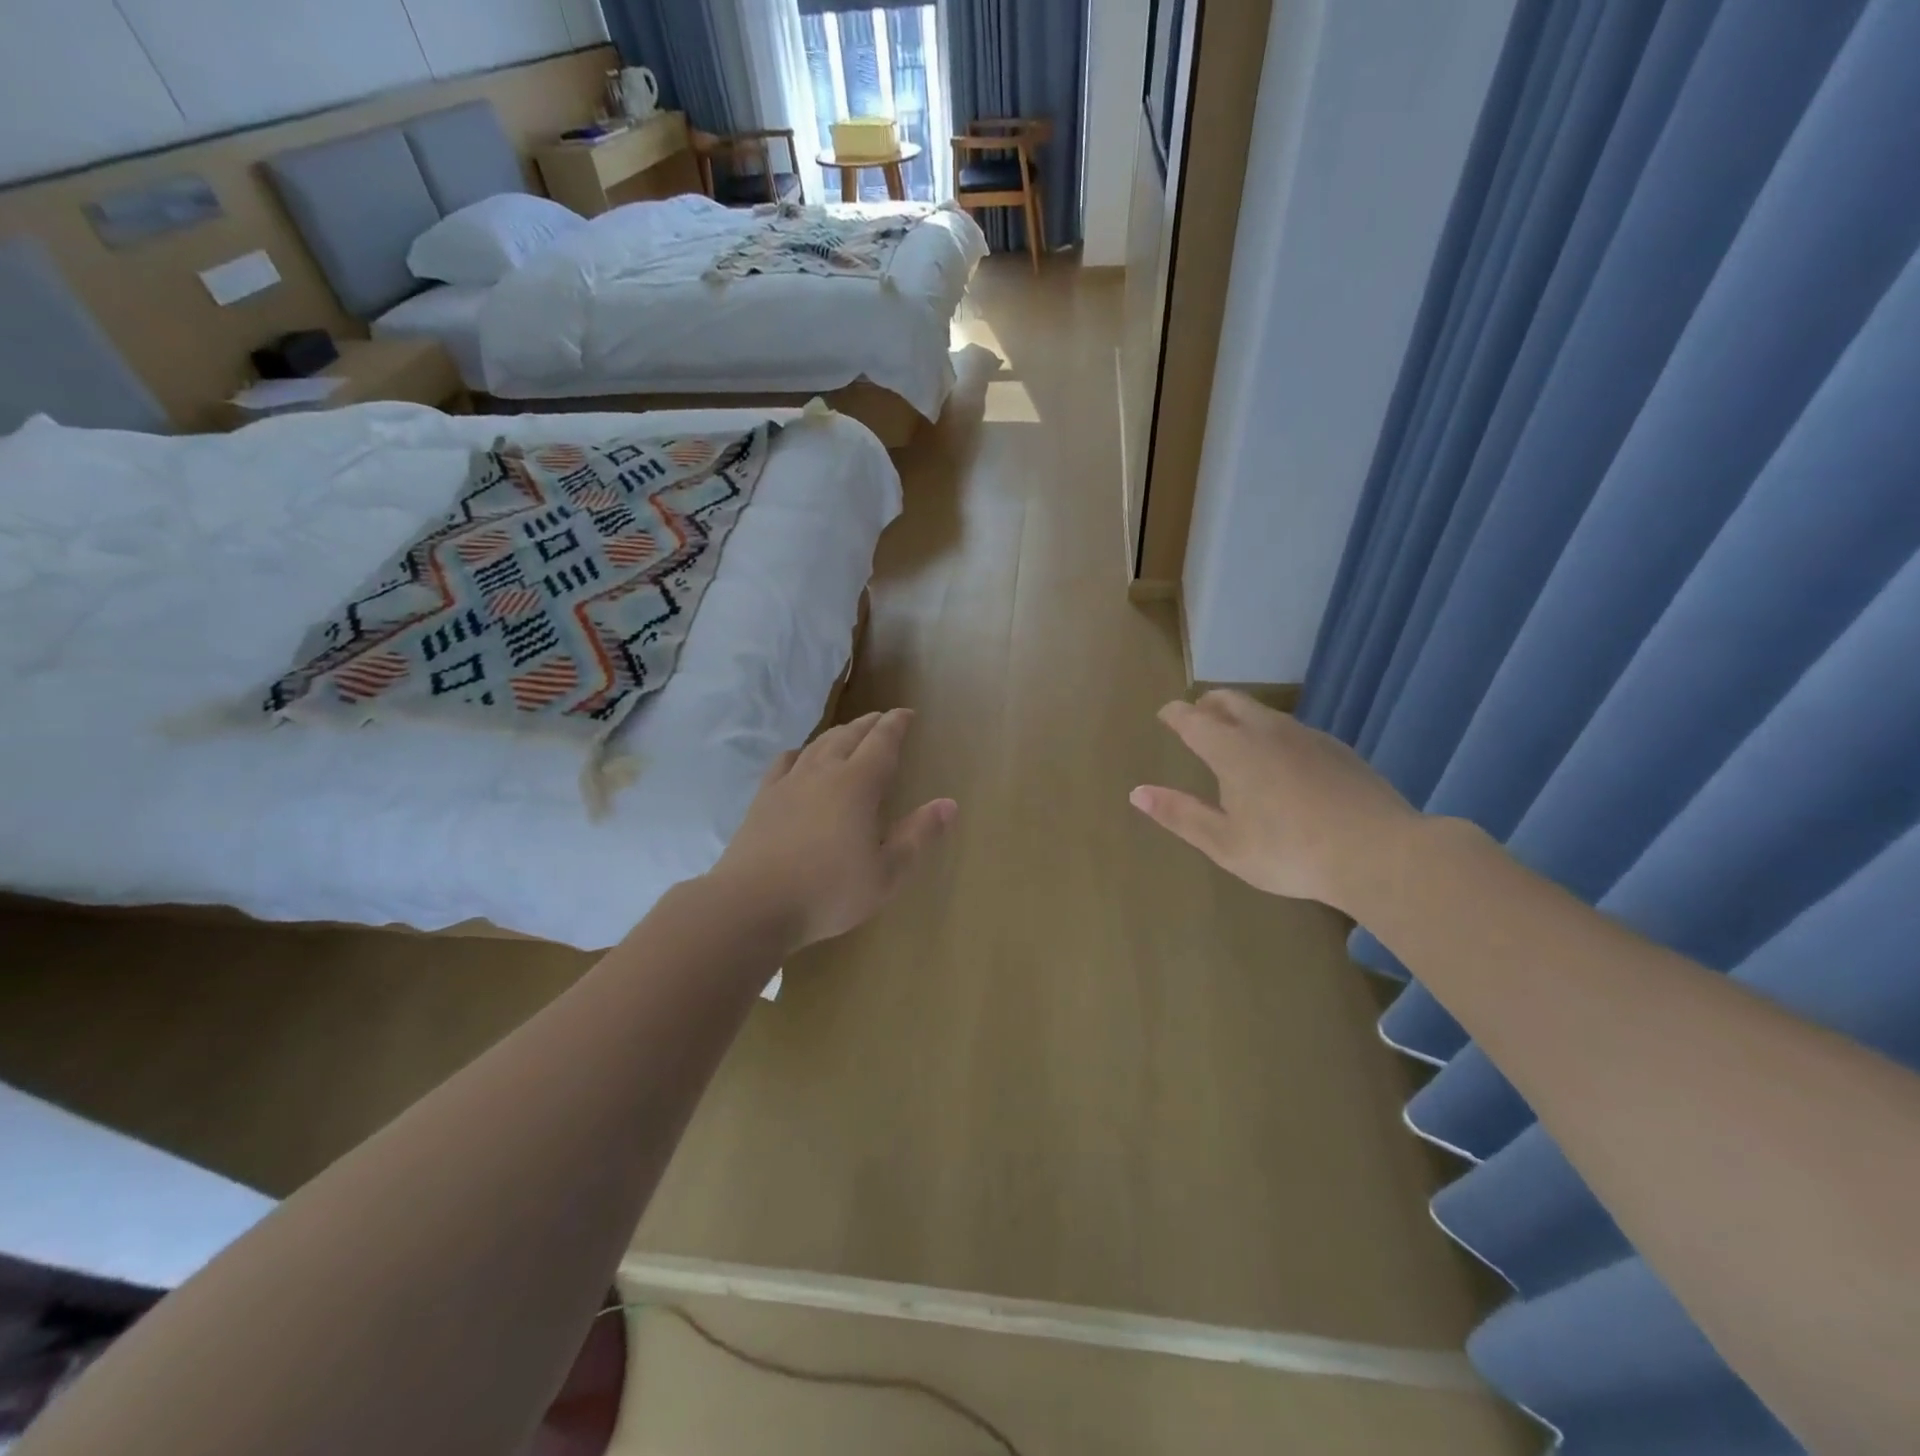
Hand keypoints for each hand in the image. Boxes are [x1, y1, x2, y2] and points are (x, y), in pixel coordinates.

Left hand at [711, 708, 956, 950]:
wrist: (752, 905)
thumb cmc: (829, 892)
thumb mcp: (886, 873)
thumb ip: (918, 835)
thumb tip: (949, 804)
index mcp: (857, 785)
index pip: (882, 742)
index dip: (896, 724)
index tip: (906, 713)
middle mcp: (823, 773)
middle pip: (849, 735)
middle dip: (869, 724)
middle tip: (882, 719)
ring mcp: (789, 783)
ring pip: (818, 744)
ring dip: (838, 733)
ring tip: (849, 732)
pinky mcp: (763, 799)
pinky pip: (785, 762)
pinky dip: (800, 752)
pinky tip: (800, 757)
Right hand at [1129, 691, 1419, 911]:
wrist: (1379, 853)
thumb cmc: (1289, 852)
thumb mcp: (1224, 843)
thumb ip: (1180, 814)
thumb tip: (1137, 793)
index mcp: (1232, 750)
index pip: (1192, 718)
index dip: (1174, 713)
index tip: (1165, 714)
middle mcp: (1266, 730)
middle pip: (1230, 700)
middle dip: (1207, 703)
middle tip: (1196, 716)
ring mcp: (1306, 736)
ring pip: (1264, 712)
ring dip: (1241, 716)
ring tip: (1235, 737)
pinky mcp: (1336, 748)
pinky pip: (1292, 729)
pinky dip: (1272, 733)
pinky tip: (1282, 762)